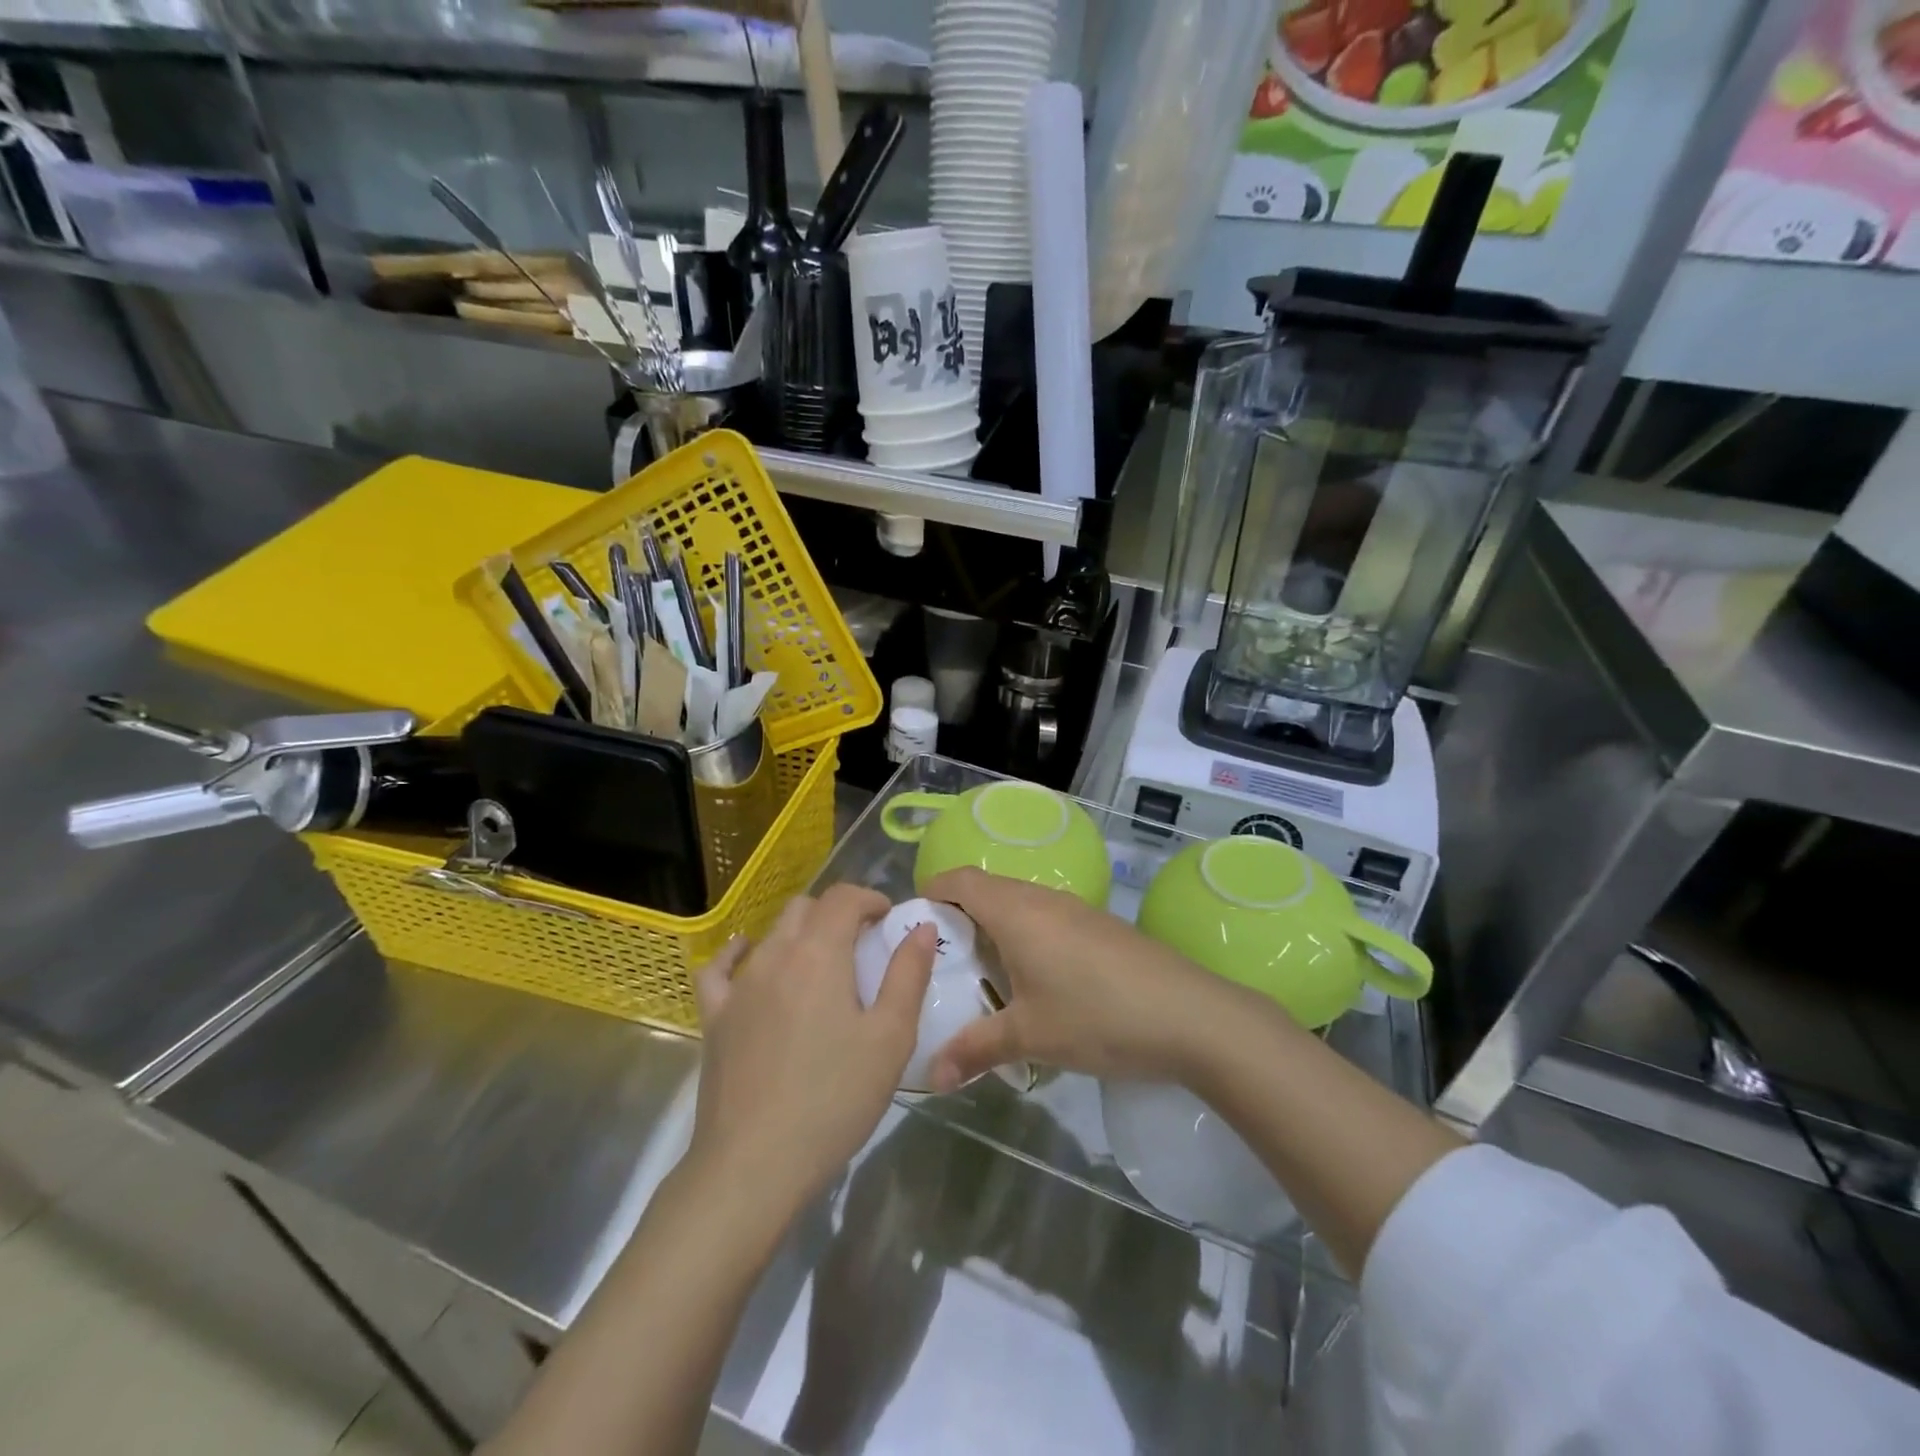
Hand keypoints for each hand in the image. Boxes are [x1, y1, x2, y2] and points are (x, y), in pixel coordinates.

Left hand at [690, 885, 934, 1216]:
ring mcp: (738, 985)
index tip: (890, 921)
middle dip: (838, 914)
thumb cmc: (833, 1099)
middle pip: (806, 908)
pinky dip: (739, 953)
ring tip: (824, 966)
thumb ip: (908, 974)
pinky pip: (720, 968)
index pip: (843, 898)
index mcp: (819, 954)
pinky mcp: (714, 1017)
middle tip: (864, 946)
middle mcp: (774, 955)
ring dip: (801, 934)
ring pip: (771, 934)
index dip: (871, 899)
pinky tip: (749, 958)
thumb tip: (919, 926)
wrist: (753, 1165)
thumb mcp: (890, 1038)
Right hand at [922, 867, 1233, 1092]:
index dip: (931, 891)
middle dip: (958, 917)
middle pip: (987, 889)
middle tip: (940, 962)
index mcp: (1015, 911)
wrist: (1191, 1015)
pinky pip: (1047, 918)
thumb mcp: (1031, 1036)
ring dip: (994, 928)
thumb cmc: (1098, 1016)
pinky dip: (1026, 937)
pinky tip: (1033, 982)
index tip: (913, 925)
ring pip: (1019, 904)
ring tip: (981, 976)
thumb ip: (975, 1050)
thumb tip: (930, 1077)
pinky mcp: (1100, 926)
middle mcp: (1042, 898)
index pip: (960, 879)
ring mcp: (1076, 910)